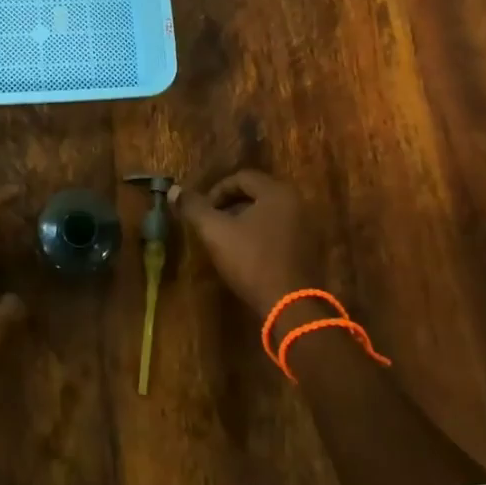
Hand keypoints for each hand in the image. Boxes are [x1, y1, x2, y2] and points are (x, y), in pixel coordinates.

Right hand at [173, 169, 321, 320]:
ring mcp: (309, 227)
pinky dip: (263, 235)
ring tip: (227, 240)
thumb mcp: (215, 232)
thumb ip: (194, 208)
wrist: (292, 307)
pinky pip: (282, 231)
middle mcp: (298, 202)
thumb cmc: (252, 262)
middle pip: (257, 194)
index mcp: (277, 192)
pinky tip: (249, 255)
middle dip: (230, 206)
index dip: (216, 191)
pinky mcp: (312, 249)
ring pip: (269, 214)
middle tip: (213, 223)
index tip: (203, 211)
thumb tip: (173, 190)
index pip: (242, 178)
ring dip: (246, 221)